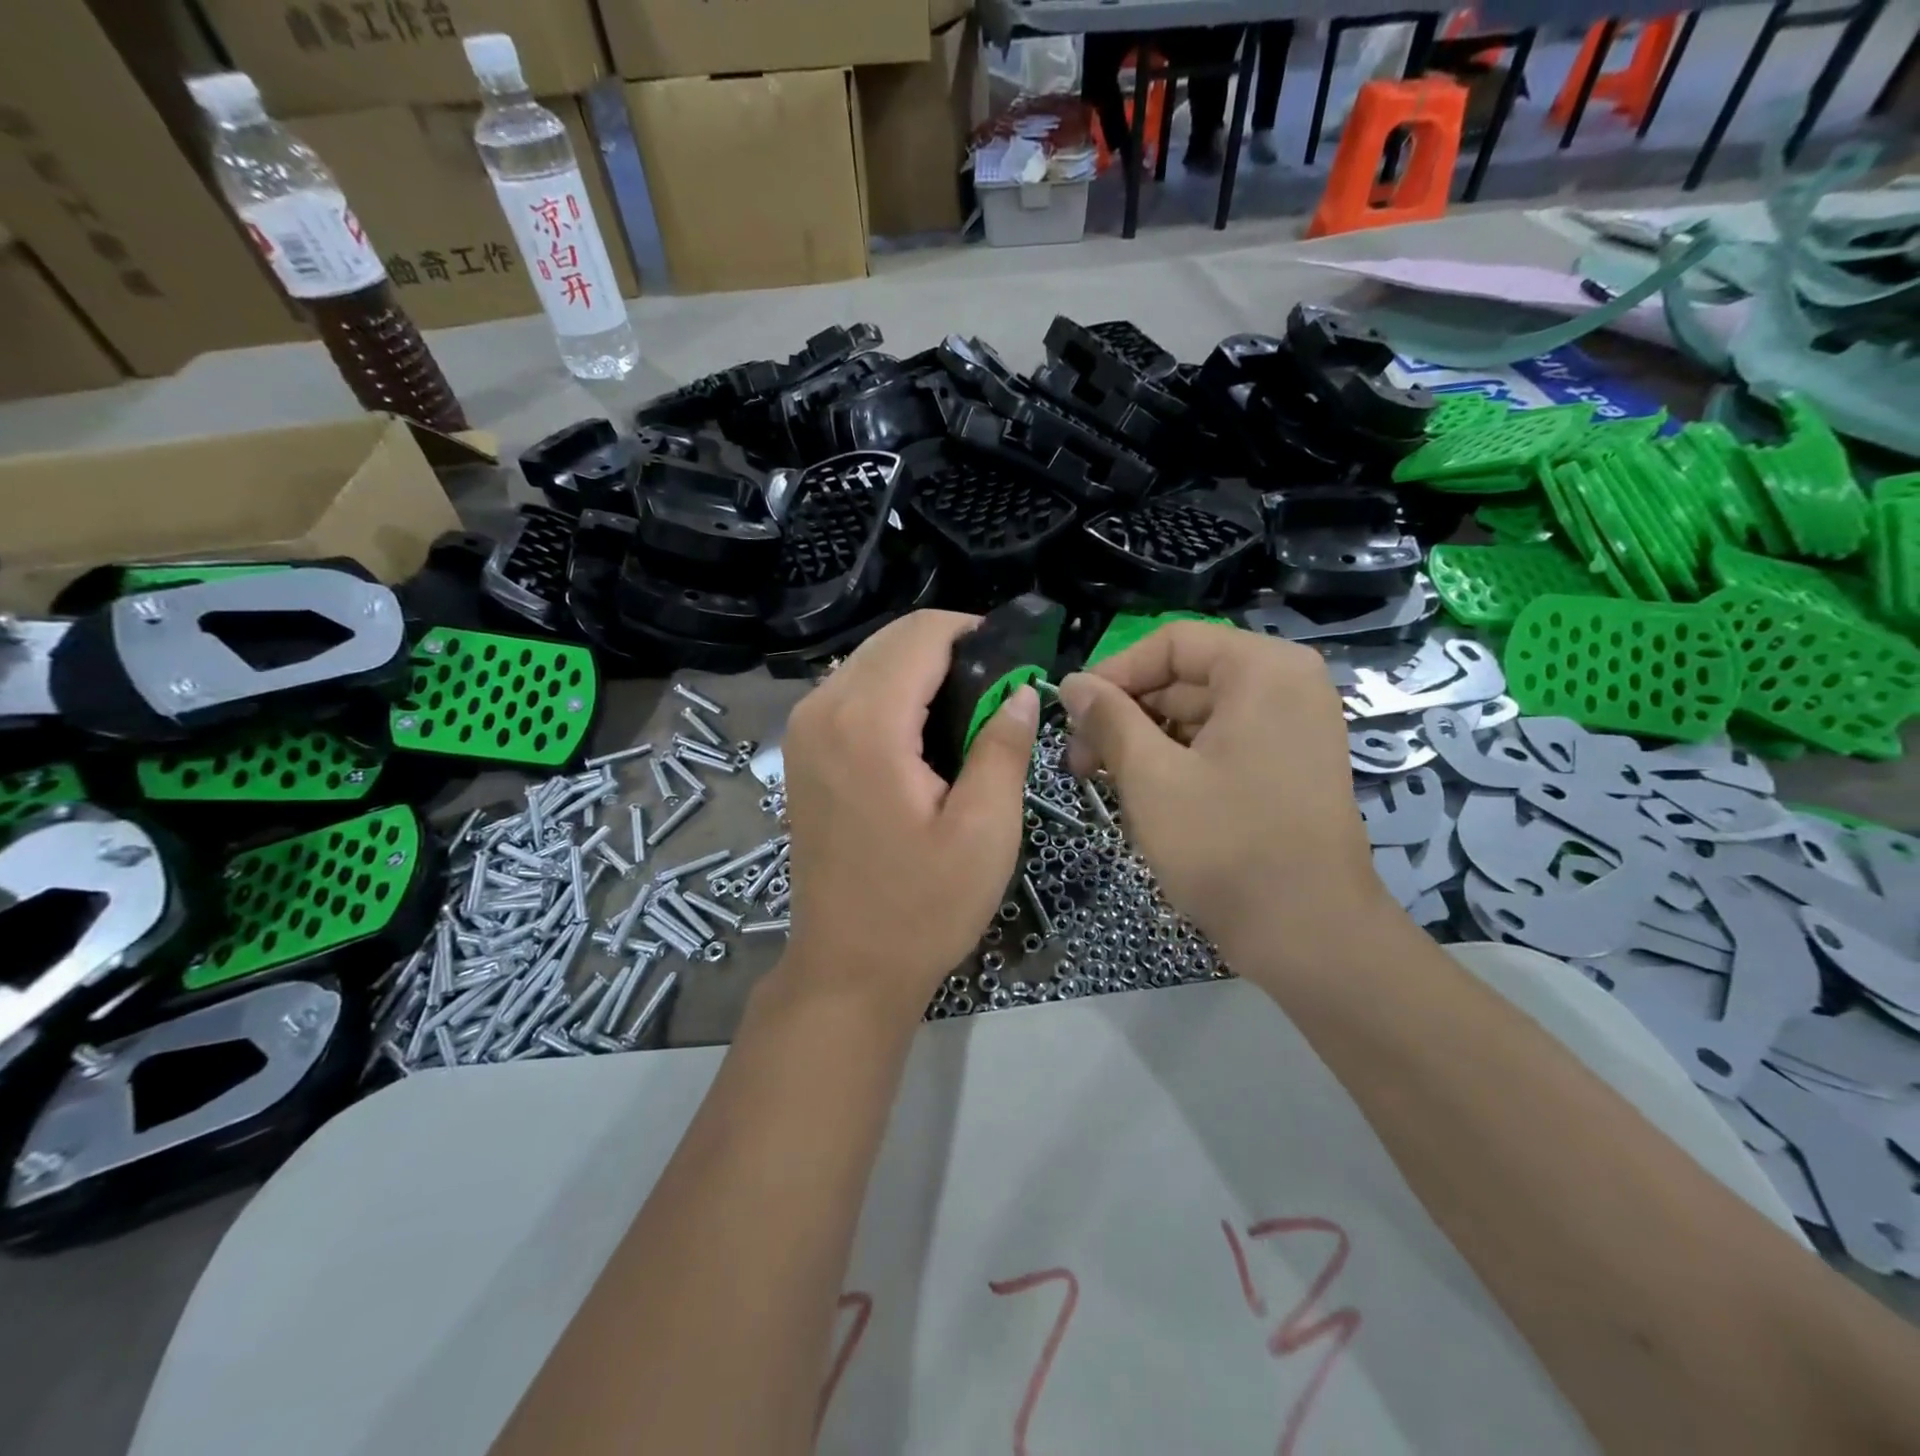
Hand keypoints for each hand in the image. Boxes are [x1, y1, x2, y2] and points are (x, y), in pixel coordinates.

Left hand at [778, 611, 1039, 1021]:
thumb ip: (1004, 747)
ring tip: (966, 714)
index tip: (1015, 662)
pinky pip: (850, 690)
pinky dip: (891, 691)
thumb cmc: (923, 907)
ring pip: (869, 661)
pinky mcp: (800, 751)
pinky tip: (922, 733)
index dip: (974, 633)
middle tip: (996, 694)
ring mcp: (802, 730)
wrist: (847, 967)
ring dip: (920, 670)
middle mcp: (822, 710)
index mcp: (867, 723)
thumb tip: (1020, 691)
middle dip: (949, 649)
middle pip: (891, 640)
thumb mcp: (985, 831)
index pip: (922, 634)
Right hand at [1057, 622, 1394, 971]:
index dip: (1112, 674)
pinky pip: (1219, 742)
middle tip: (1079, 762)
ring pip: (1197, 714)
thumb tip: (1071, 682)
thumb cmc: (1226, 846)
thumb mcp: (1150, 777)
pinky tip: (1144, 795)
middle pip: (1184, 677)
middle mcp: (1286, 685)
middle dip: (1125, 715)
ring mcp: (1292, 727)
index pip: (1170, 643)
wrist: (1309, 936)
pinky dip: (1177, 761)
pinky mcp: (1287, 764)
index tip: (1072, 716)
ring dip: (1145, 742)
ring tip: (1105, 783)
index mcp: (1262, 670)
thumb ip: (1107, 719)